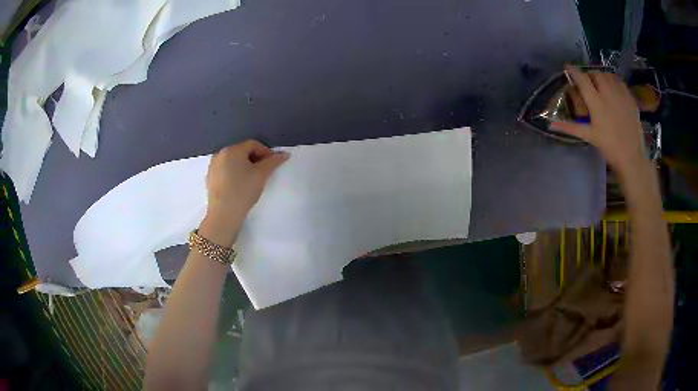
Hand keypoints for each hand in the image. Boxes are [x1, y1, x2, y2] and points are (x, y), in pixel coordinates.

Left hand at [206, 140, 288, 219]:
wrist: (224, 214)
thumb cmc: (243, 190)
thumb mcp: (262, 175)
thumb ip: (273, 162)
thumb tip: (285, 154)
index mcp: (232, 149)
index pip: (253, 144)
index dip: (266, 152)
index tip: (273, 164)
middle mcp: (220, 154)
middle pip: (242, 151)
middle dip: (255, 159)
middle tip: (264, 171)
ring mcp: (213, 166)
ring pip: (233, 161)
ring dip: (245, 166)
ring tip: (253, 179)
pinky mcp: (210, 178)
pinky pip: (226, 170)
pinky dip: (235, 173)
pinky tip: (240, 185)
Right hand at [551, 65, 646, 174]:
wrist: (632, 157)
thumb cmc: (609, 147)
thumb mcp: (589, 136)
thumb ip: (570, 127)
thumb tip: (550, 125)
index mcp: (596, 101)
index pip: (581, 79)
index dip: (573, 71)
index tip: (567, 67)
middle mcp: (607, 92)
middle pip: (595, 74)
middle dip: (589, 74)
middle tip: (587, 81)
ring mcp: (620, 94)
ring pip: (608, 75)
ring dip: (602, 76)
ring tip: (600, 83)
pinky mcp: (630, 98)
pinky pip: (620, 82)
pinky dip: (614, 81)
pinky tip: (614, 88)